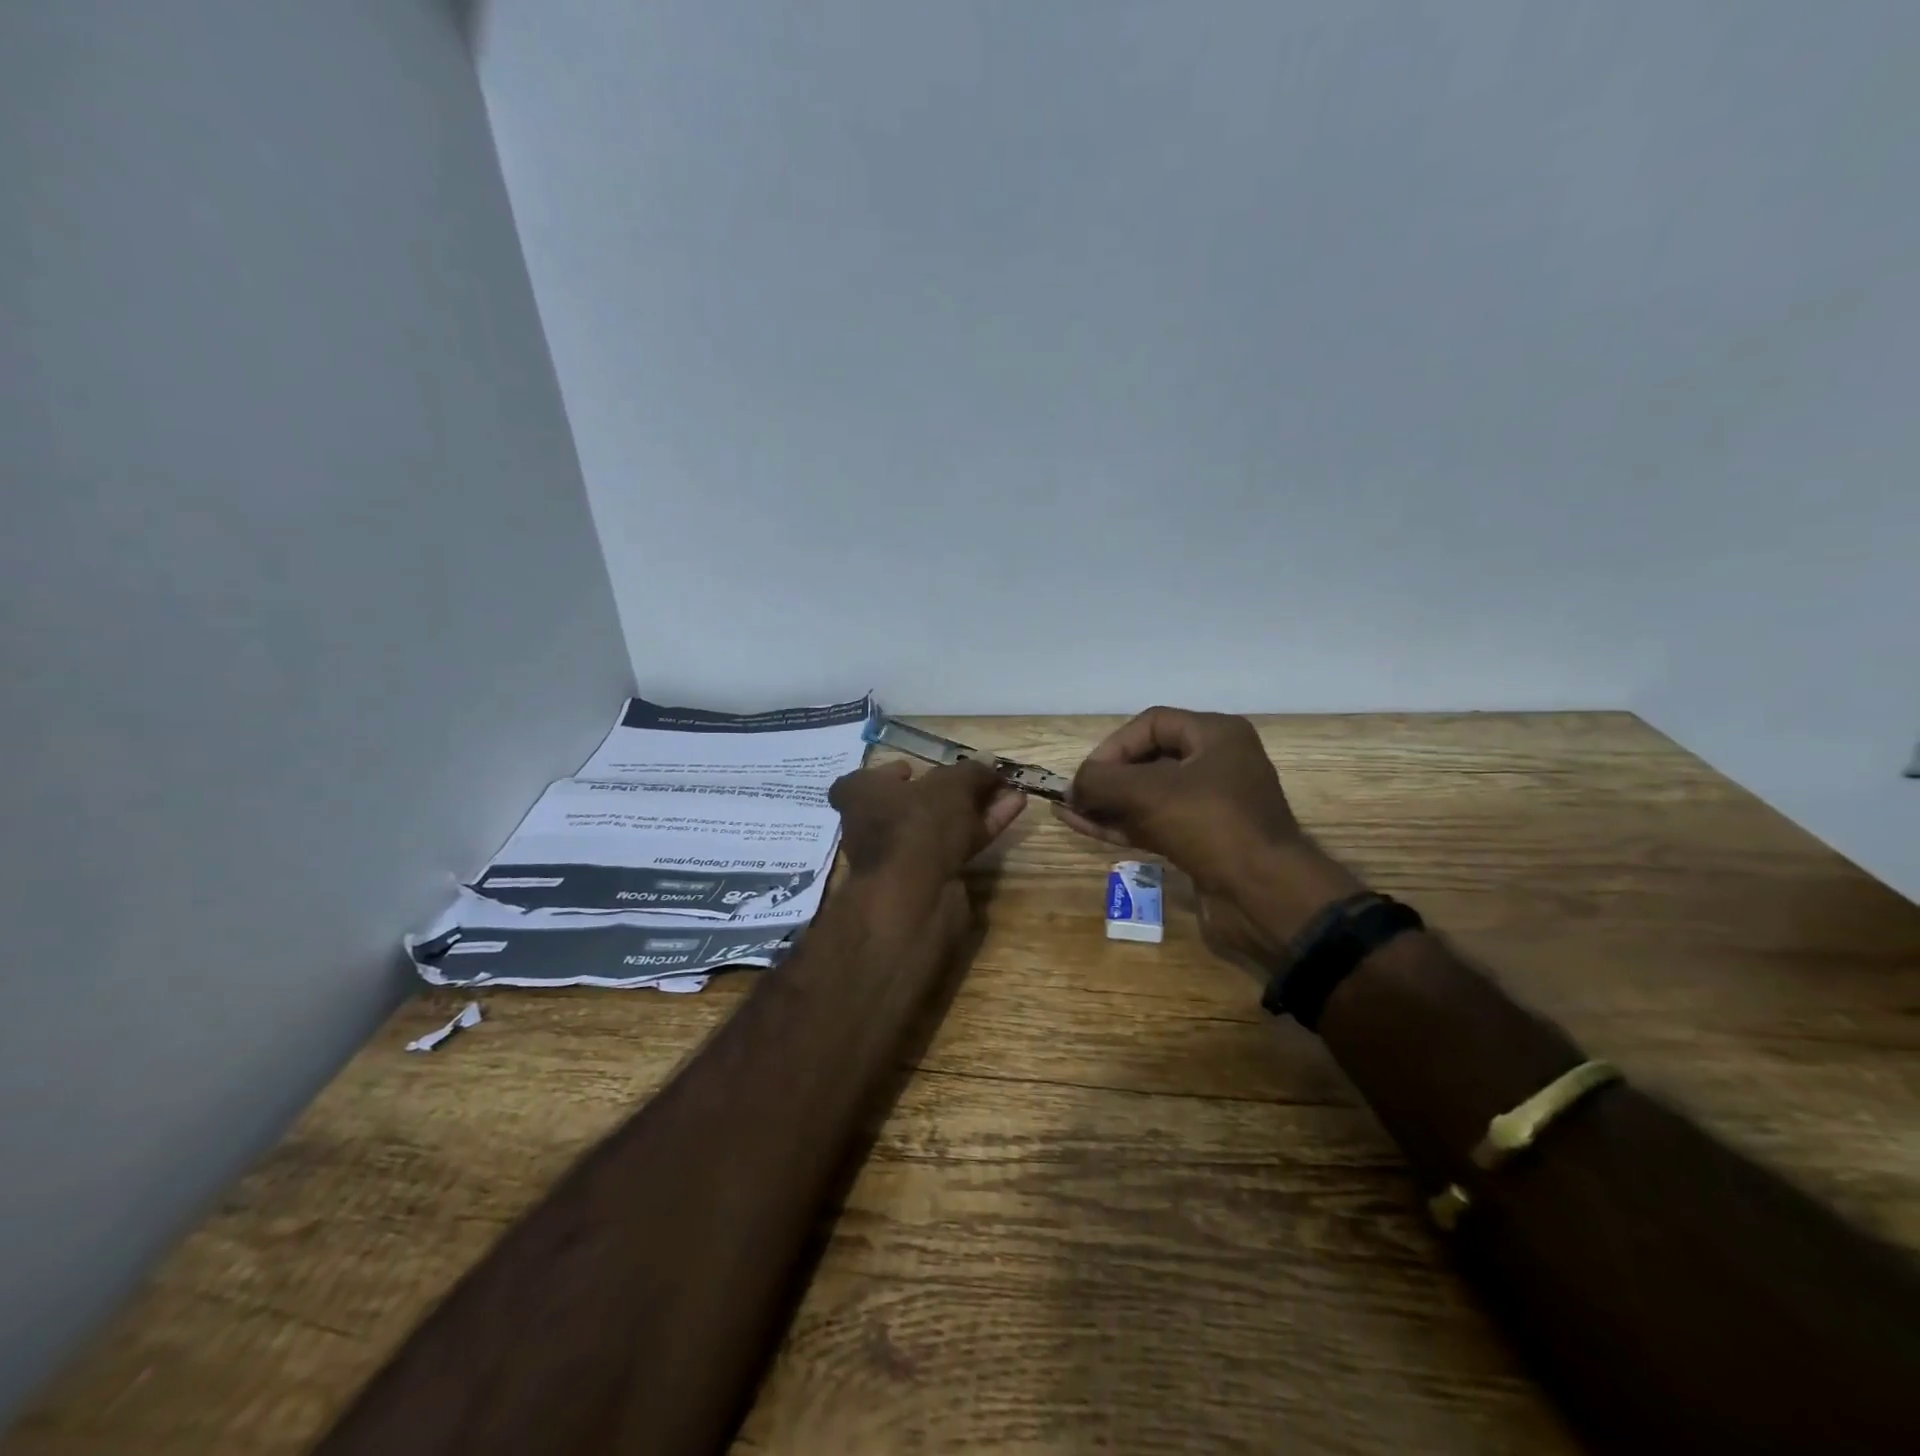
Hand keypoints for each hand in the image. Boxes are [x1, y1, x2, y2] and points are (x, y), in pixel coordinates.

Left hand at [830, 759, 1026, 882]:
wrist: (915, 897)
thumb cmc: (918, 823)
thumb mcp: (950, 785)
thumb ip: (971, 772)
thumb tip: (988, 765)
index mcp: (860, 796)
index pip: (864, 780)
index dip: (890, 773)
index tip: (914, 769)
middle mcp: (872, 827)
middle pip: (911, 804)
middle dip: (948, 792)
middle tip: (978, 780)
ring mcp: (900, 857)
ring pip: (939, 826)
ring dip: (974, 809)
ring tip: (1009, 793)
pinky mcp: (927, 880)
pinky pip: (957, 846)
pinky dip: (982, 828)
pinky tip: (1013, 810)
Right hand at [1056, 708, 1298, 888]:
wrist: (1265, 895)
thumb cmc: (1210, 825)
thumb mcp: (1148, 793)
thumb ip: (1102, 781)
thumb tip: (1073, 787)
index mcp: (1216, 735)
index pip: (1151, 724)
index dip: (1113, 746)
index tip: (1087, 775)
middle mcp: (1217, 763)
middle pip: (1148, 759)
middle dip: (1107, 777)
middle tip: (1075, 797)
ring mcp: (1211, 804)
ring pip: (1148, 795)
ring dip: (1109, 804)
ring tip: (1069, 813)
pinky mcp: (1203, 840)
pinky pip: (1155, 822)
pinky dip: (1122, 825)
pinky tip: (1085, 828)